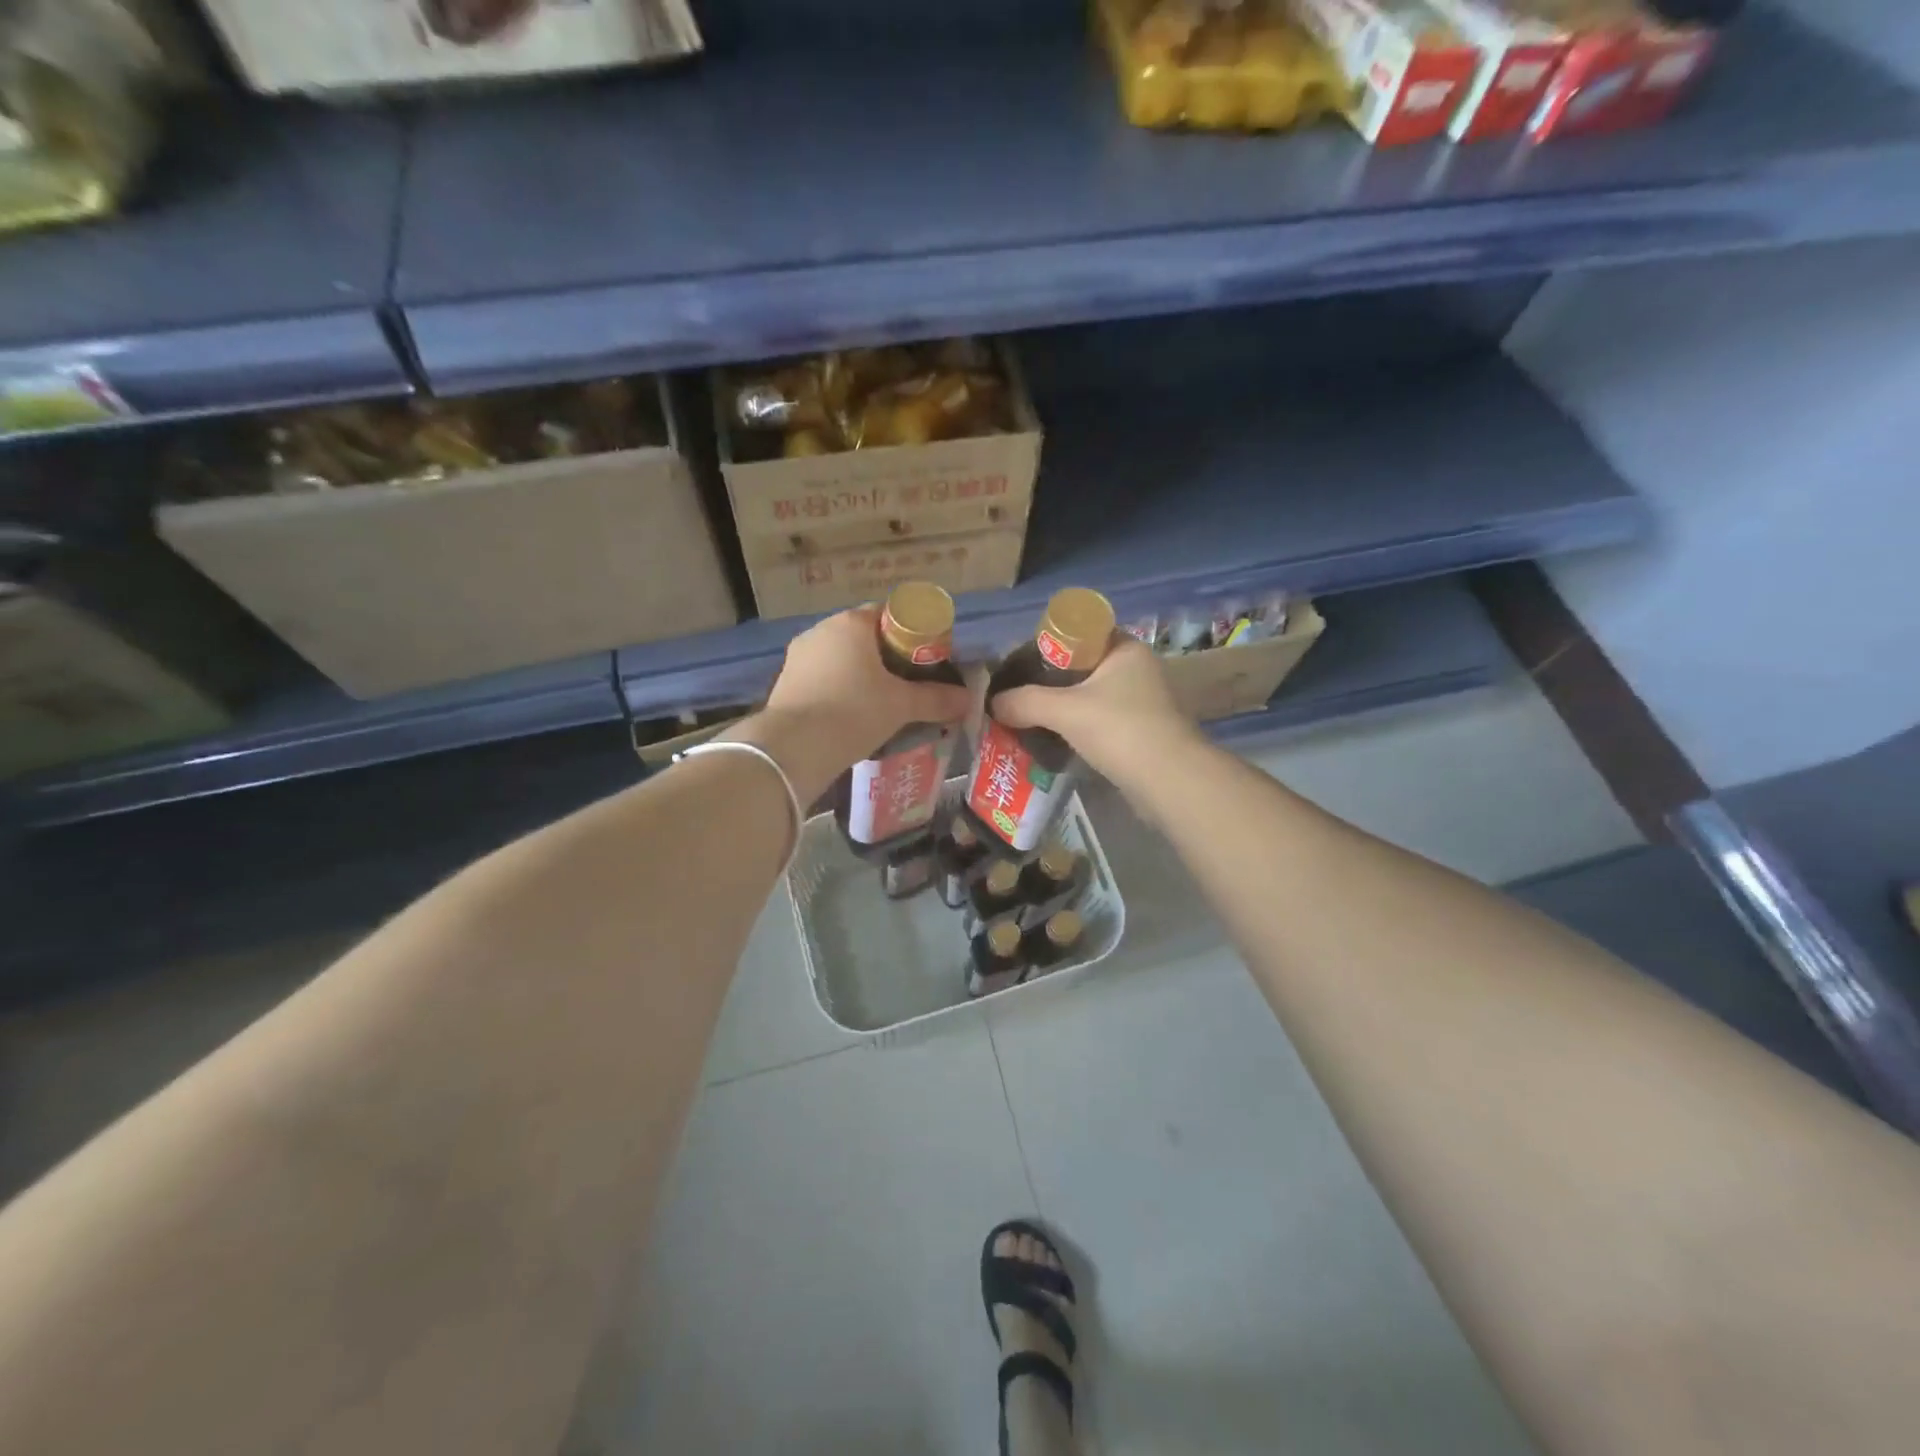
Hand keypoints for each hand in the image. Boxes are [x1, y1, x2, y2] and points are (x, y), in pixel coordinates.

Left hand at [732, 605, 972, 802]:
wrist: (793, 749)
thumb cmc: (853, 712)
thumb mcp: (901, 706)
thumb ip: (935, 699)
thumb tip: (967, 700)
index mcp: (851, 623)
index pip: (889, 614)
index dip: (912, 634)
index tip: (925, 660)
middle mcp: (821, 630)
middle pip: (864, 636)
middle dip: (887, 657)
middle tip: (909, 684)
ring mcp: (799, 656)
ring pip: (841, 658)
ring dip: (861, 675)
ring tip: (882, 704)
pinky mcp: (785, 683)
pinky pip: (822, 678)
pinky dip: (839, 690)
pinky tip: (852, 715)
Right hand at [992, 634, 1202, 786]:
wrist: (1170, 781)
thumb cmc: (1120, 730)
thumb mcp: (1065, 710)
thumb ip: (1025, 701)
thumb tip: (993, 703)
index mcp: (1124, 648)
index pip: (1078, 633)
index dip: (1046, 646)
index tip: (1020, 667)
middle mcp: (1136, 668)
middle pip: (1080, 667)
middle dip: (1048, 682)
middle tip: (1016, 695)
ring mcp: (1140, 701)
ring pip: (1089, 696)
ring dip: (1061, 707)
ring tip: (1026, 718)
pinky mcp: (1140, 730)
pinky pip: (1098, 720)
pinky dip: (1077, 727)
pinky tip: (1052, 739)